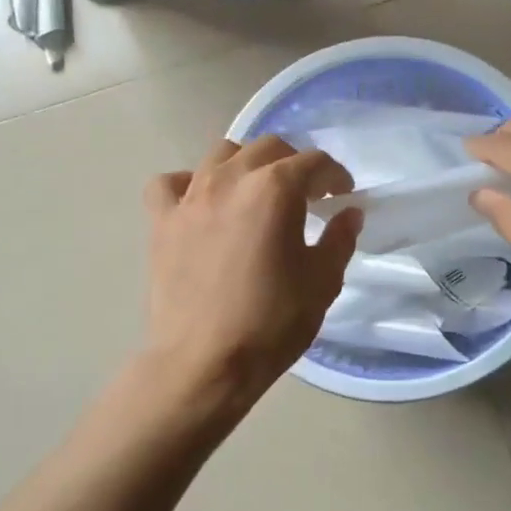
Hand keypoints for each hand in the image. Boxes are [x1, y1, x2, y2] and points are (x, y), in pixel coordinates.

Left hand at [142, 137, 361, 401]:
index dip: (335, 176)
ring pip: (221, 154)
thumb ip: (339, 239)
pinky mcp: (162, 221)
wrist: (205, 362)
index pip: (314, 163)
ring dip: (246, 164)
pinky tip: (202, 203)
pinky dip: (189, 184)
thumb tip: (348, 213)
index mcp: (275, 189)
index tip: (343, 195)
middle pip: (268, 148)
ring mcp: (191, 197)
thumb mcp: (322, 282)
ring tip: (257, 192)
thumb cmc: (272, 322)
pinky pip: (171, 184)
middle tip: (307, 194)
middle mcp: (231, 179)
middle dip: (294, 164)